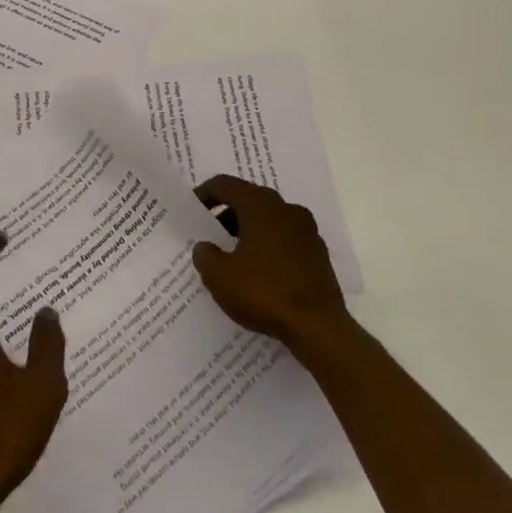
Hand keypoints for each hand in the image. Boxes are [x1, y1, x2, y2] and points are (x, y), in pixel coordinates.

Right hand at [193, 175, 351, 355]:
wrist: (318, 328)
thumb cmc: (264, 292)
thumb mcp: (219, 276)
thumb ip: (205, 255)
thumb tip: (206, 247)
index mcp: (260, 205)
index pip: (225, 185)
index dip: (204, 194)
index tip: (192, 210)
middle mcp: (286, 209)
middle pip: (250, 199)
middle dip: (227, 214)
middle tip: (211, 234)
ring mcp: (307, 231)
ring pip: (270, 220)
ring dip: (249, 230)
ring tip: (233, 256)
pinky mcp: (319, 254)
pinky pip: (286, 239)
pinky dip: (269, 246)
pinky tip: (259, 272)